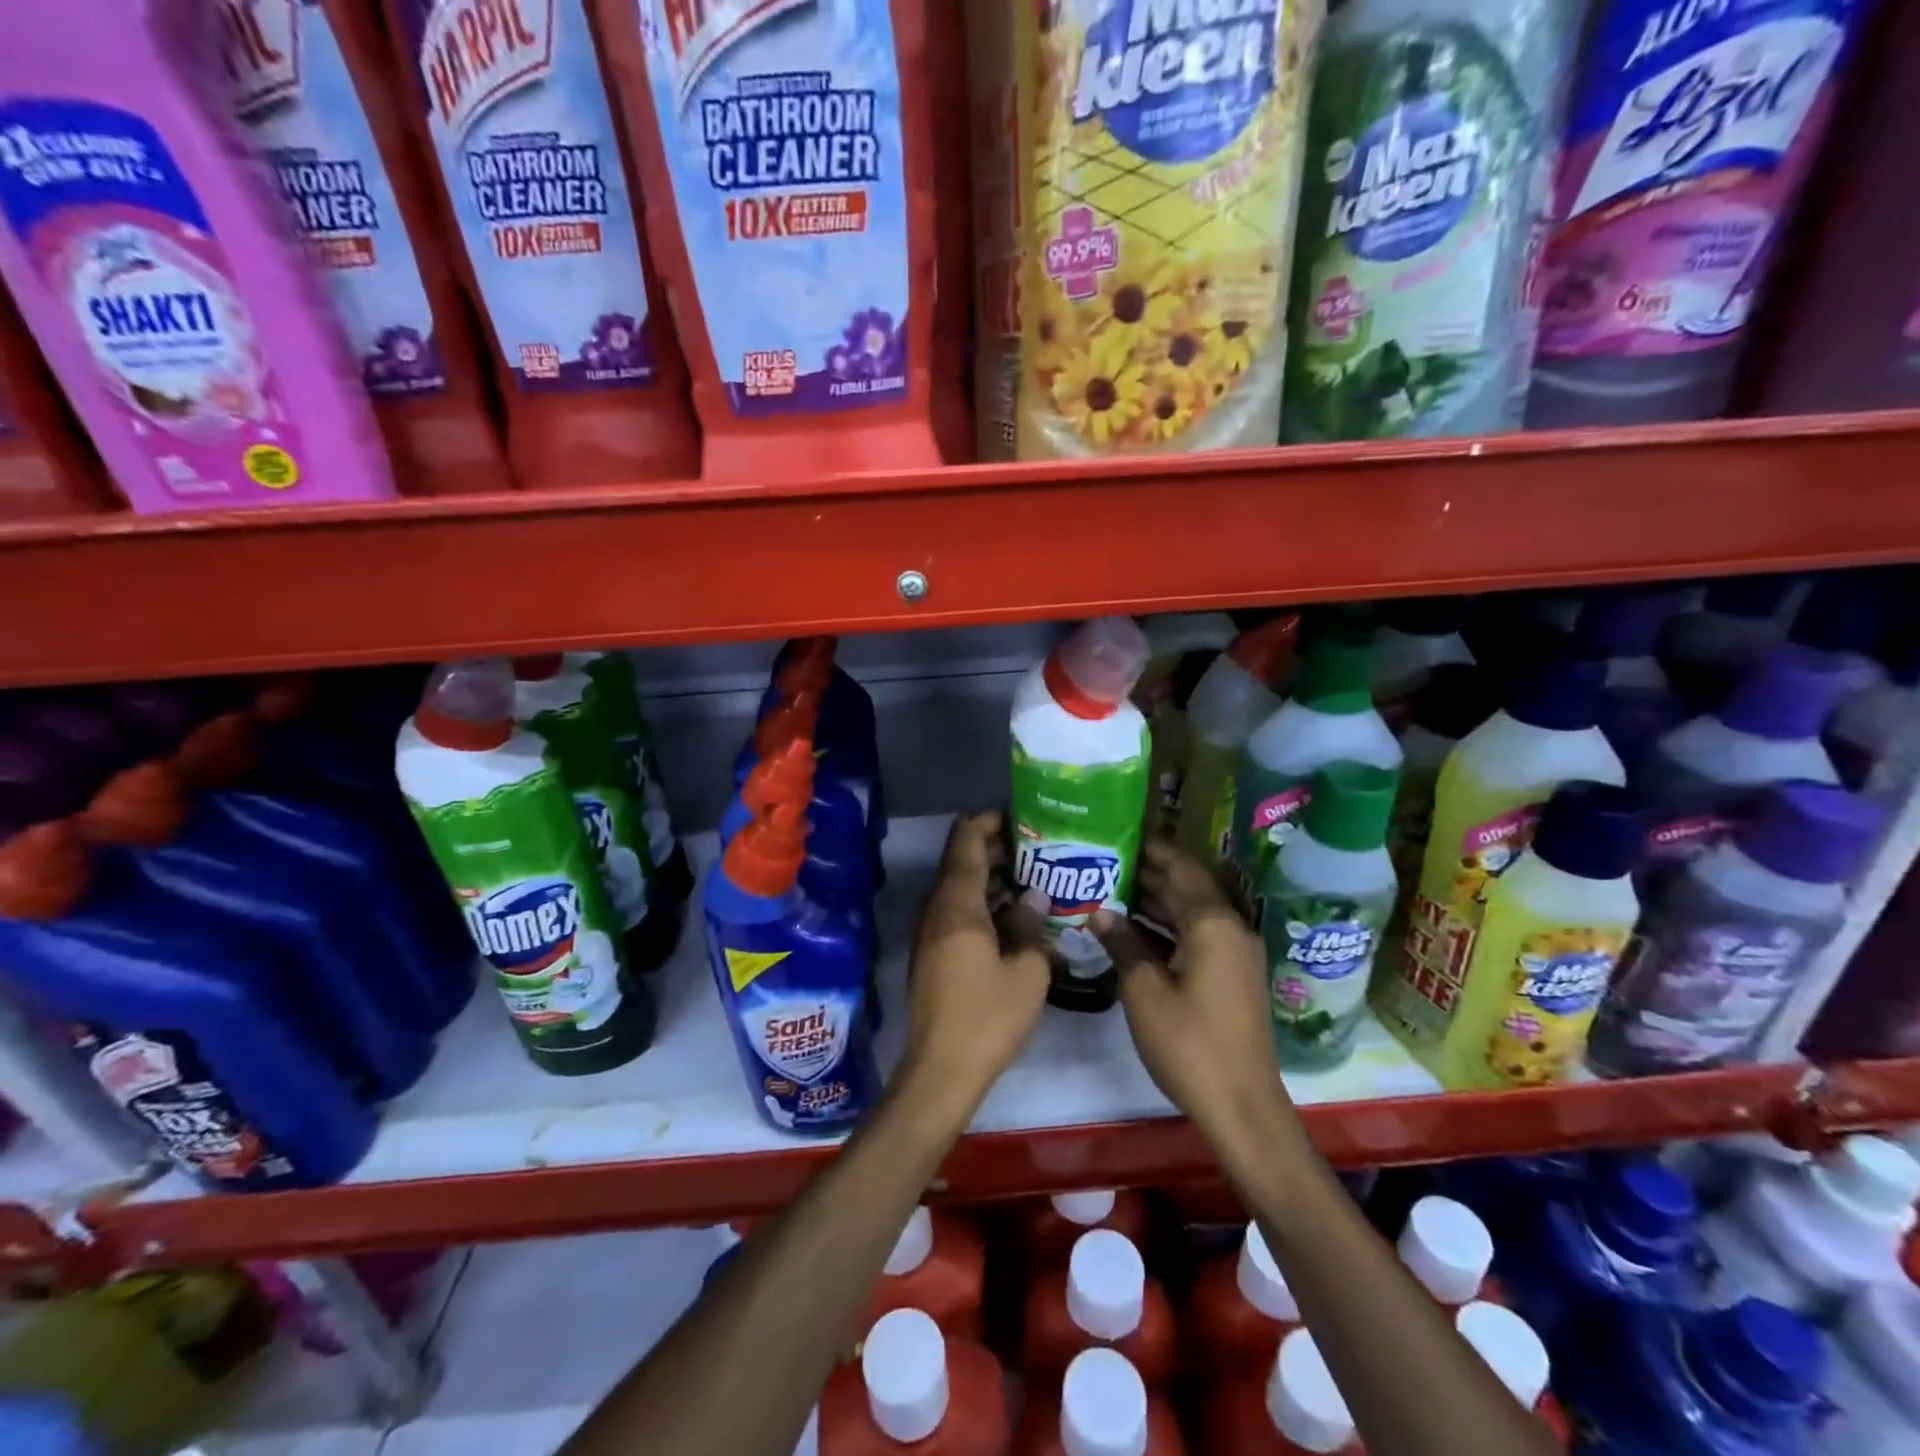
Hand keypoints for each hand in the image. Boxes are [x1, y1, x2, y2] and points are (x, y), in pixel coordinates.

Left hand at [900, 812, 1050, 1112]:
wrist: (942, 1068)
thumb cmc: (988, 1015)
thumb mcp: (1027, 970)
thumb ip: (1030, 924)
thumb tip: (1035, 896)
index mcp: (957, 902)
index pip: (967, 839)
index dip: (990, 820)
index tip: (1023, 815)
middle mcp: (937, 907)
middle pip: (962, 859)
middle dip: (997, 847)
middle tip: (1039, 845)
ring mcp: (930, 930)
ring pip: (960, 886)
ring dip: (992, 875)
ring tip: (1034, 873)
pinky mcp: (932, 951)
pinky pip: (957, 910)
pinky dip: (983, 900)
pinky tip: (1014, 913)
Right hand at [1093, 840, 1296, 1140]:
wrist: (1242, 1106)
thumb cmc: (1190, 1044)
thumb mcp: (1144, 991)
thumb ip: (1122, 944)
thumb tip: (1099, 911)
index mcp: (1213, 923)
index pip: (1181, 868)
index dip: (1152, 850)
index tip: (1119, 834)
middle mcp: (1231, 928)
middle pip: (1189, 887)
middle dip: (1150, 874)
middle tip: (1105, 861)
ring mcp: (1236, 954)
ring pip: (1193, 913)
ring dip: (1158, 901)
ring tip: (1112, 889)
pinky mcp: (1233, 976)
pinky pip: (1198, 935)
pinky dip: (1169, 928)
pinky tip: (1135, 931)